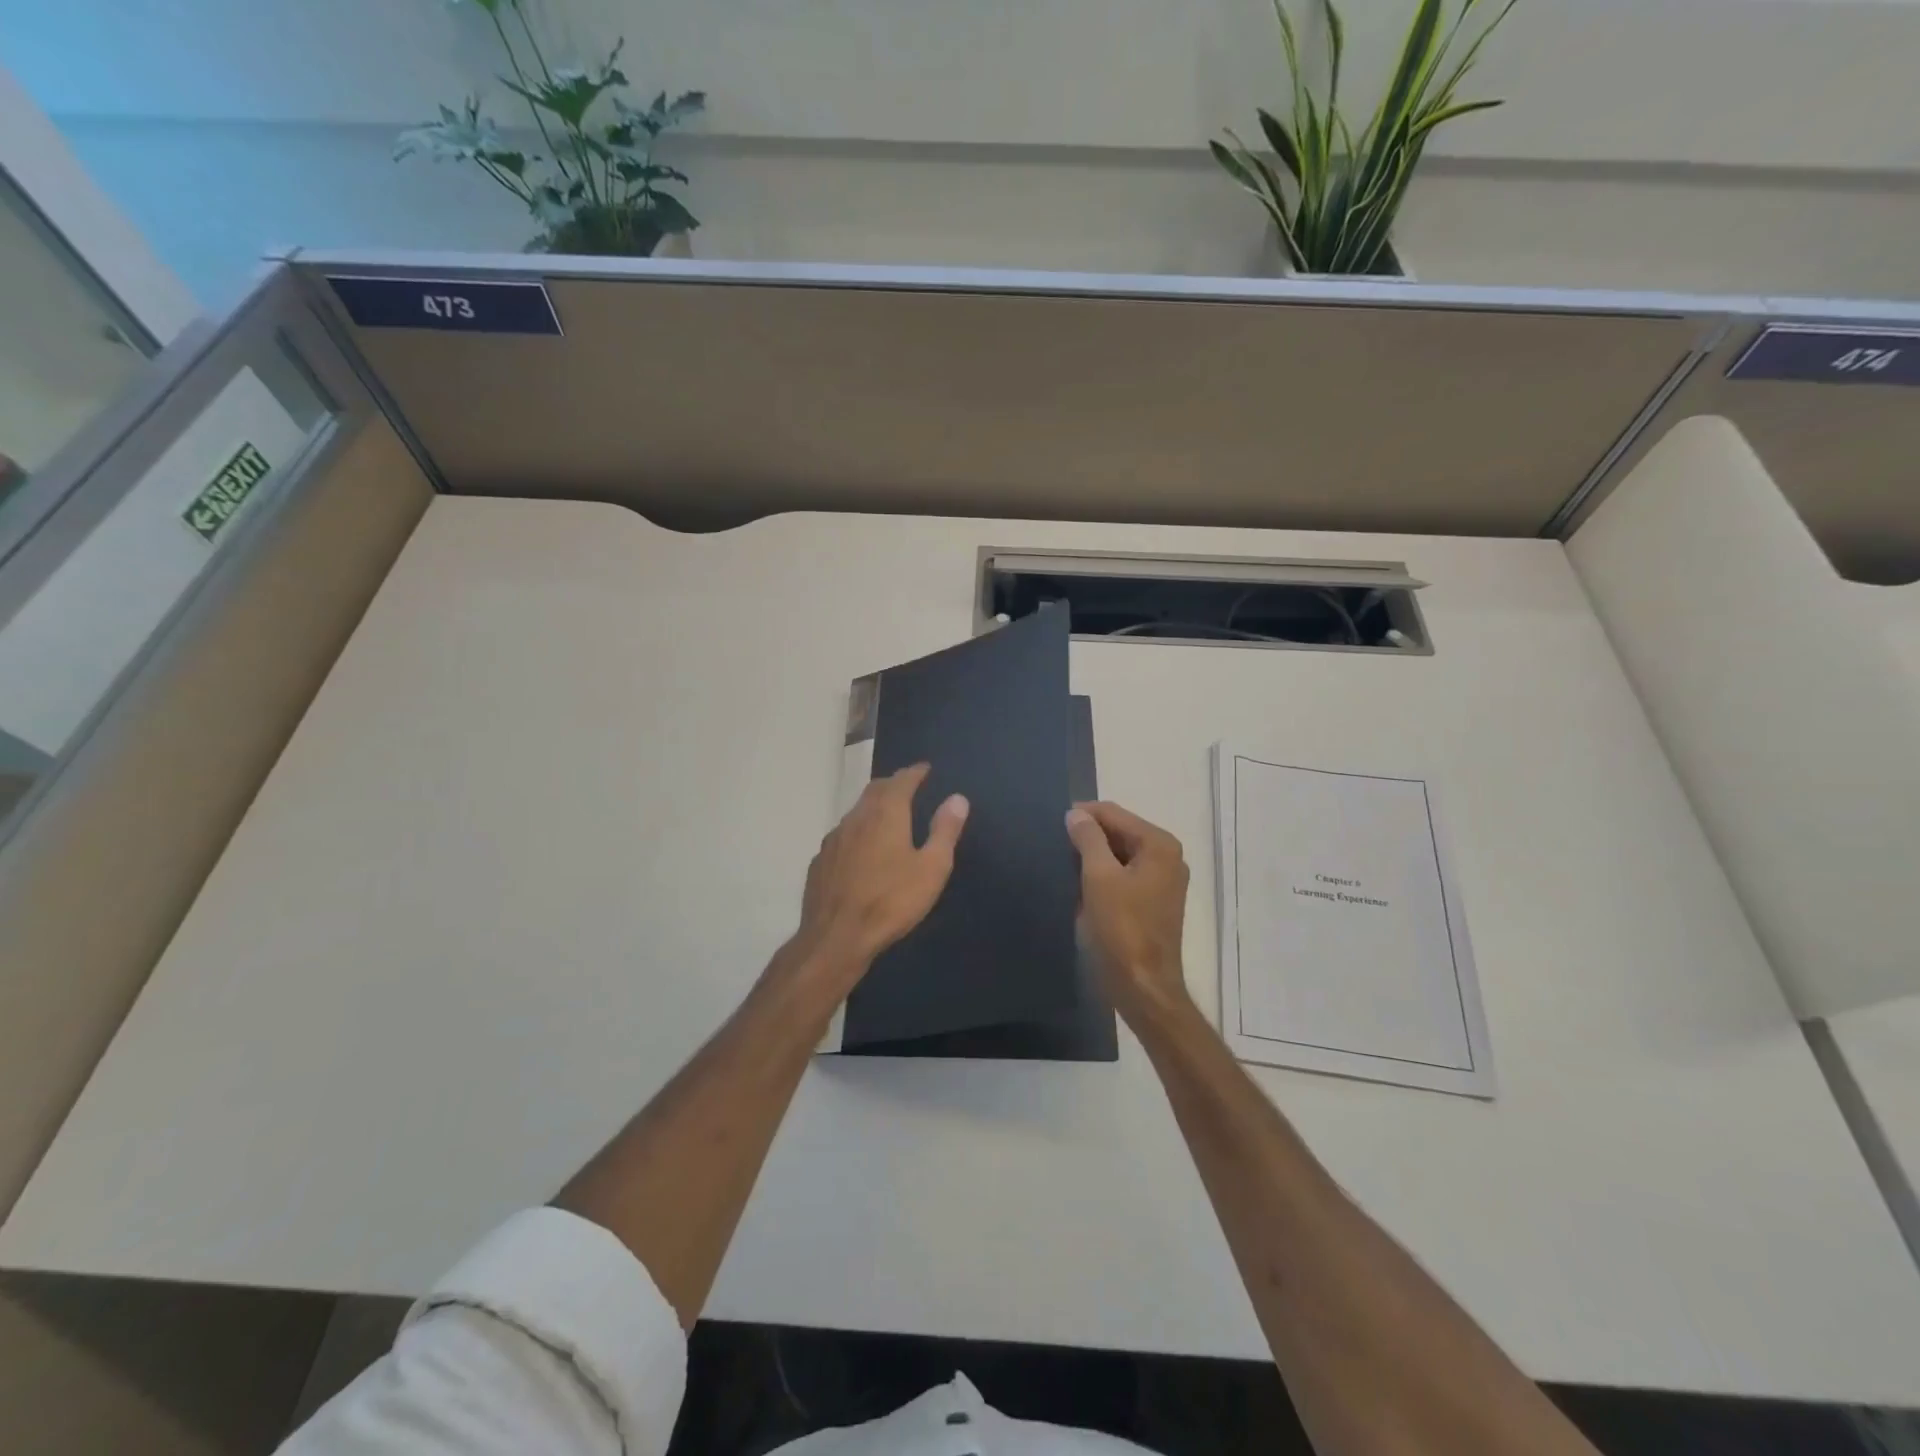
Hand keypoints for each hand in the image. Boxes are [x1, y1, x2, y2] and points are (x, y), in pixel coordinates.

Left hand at [796, 764, 968, 976]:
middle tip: (907, 786)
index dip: (915, 772)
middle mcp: (856, 818)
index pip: (901, 780)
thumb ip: (945, 831)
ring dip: (873, 807)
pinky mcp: (820, 861)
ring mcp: (833, 839)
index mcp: (885, 814)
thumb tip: (957, 798)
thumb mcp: (931, 868)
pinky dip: (857, 832)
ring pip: (856, 812)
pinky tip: (861, 849)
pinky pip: (842, 836)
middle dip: (893, 784)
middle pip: (875, 790)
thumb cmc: (891, 901)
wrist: (836, 937)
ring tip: (887, 814)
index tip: (925, 769)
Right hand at [1065, 801, 1191, 1023]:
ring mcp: (1163, 881)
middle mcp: (1167, 857)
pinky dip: (1102, 875)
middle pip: (1119, 832)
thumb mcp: (1098, 877)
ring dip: (1092, 857)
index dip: (1082, 815)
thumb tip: (1076, 814)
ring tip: (1061, 863)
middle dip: (1088, 836)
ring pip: (1120, 854)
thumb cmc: (1122, 929)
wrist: (1143, 987)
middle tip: (1053, 844)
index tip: (1051, 824)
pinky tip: (1078, 884)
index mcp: (1159, 845)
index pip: (1114, 813)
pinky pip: (1123, 875)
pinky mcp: (1154, 902)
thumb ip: (1087, 839)